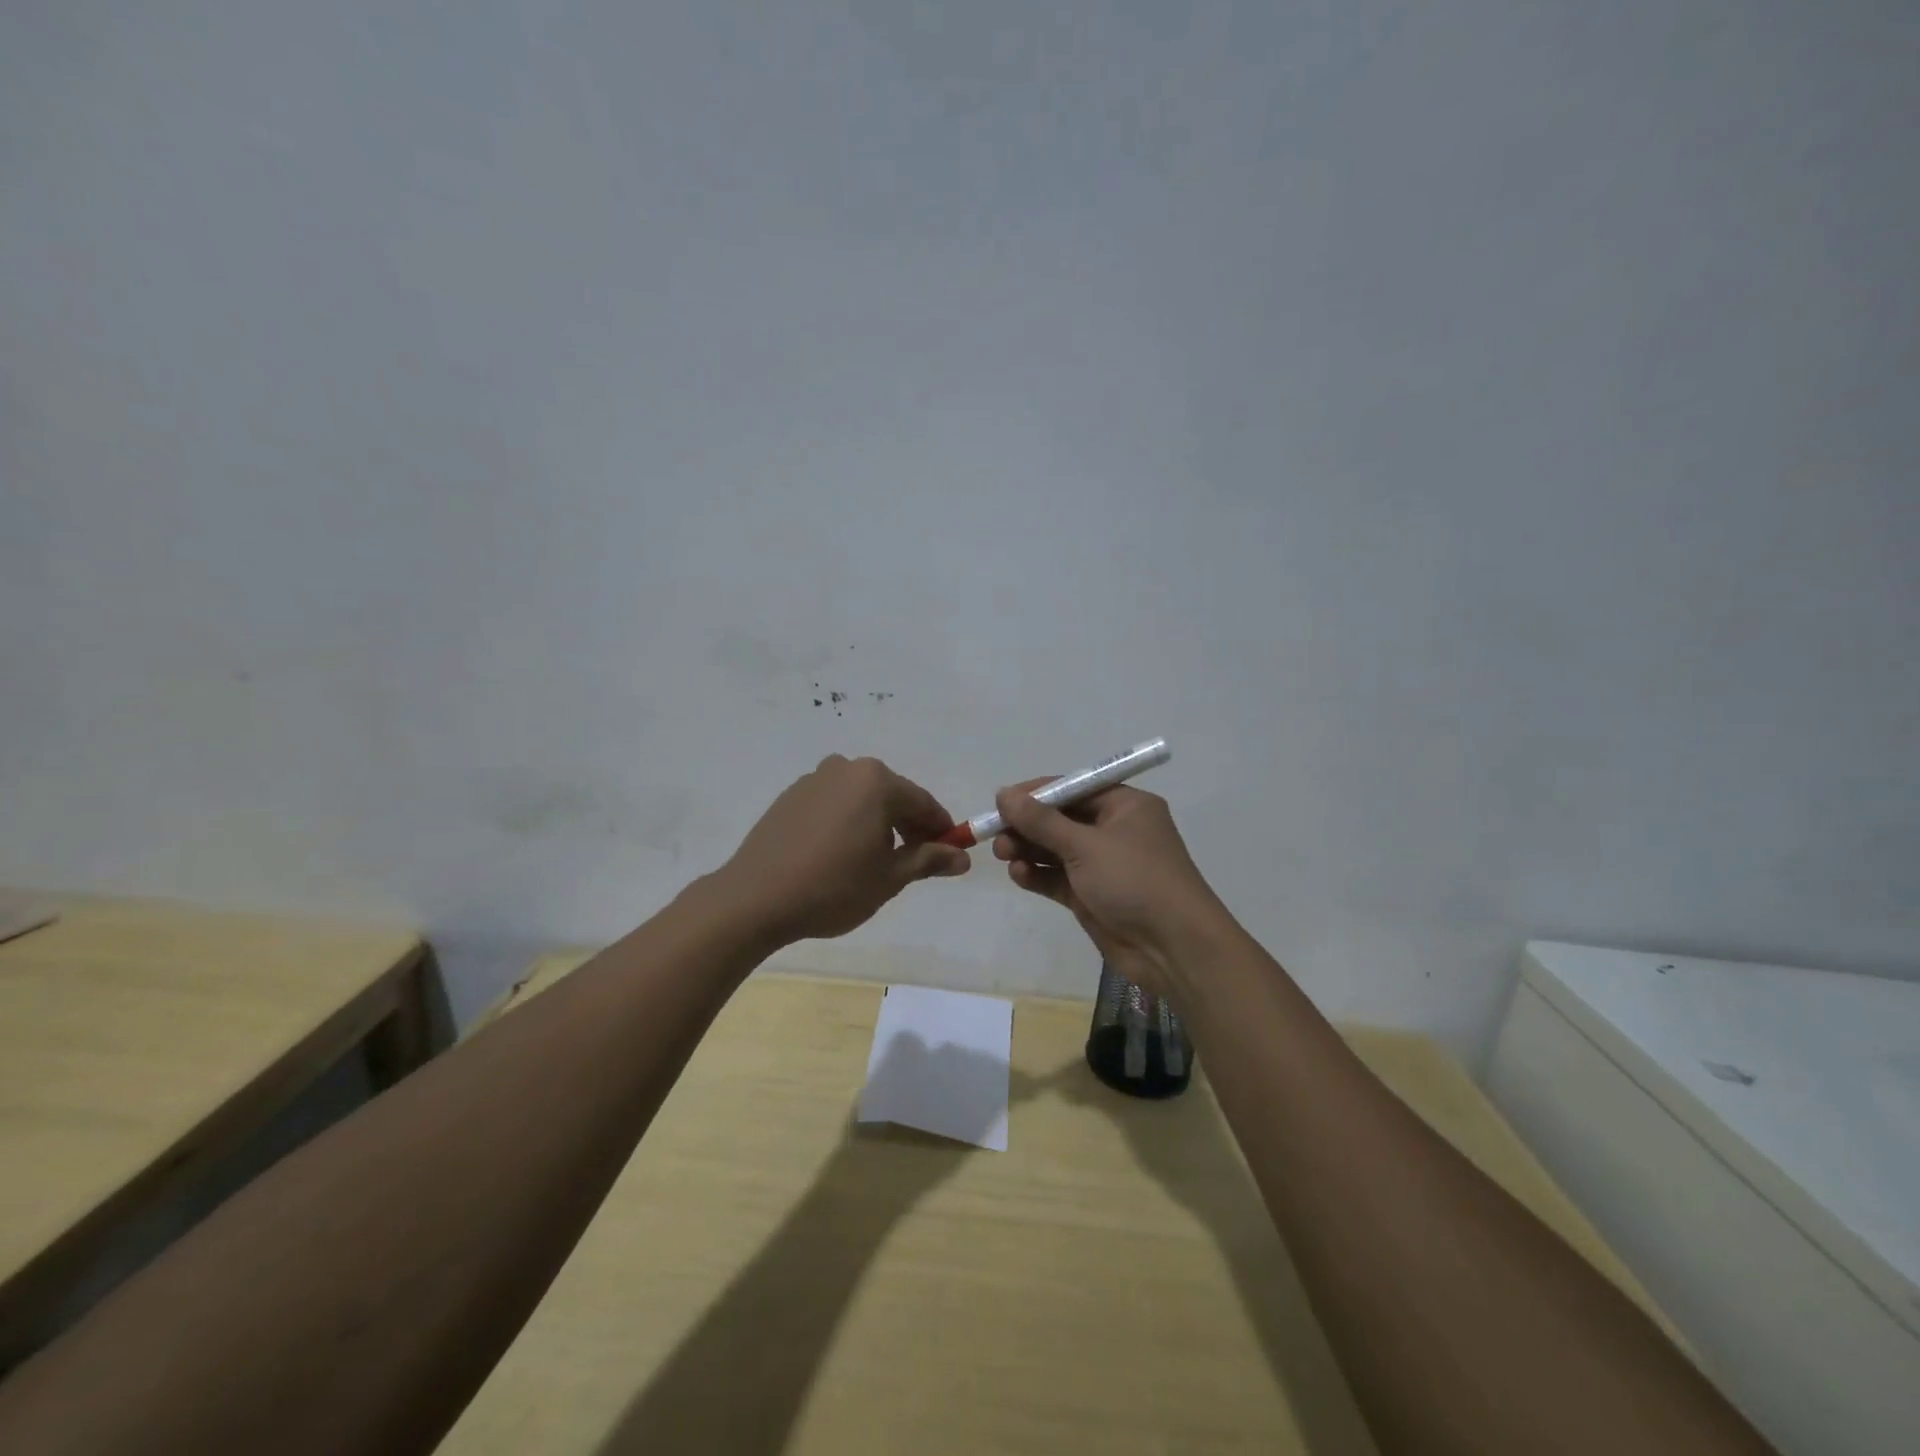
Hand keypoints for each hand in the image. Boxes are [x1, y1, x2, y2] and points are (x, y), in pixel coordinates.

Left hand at [717, 755, 970, 944]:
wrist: (756, 898)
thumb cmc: (834, 886)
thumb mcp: (890, 877)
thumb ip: (929, 860)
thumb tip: (962, 857)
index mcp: (877, 781)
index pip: (923, 803)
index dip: (941, 830)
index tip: (950, 854)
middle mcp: (846, 768)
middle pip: (892, 797)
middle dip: (909, 827)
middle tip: (915, 862)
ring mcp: (814, 780)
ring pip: (861, 800)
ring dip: (877, 825)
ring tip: (874, 863)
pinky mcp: (790, 797)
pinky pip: (833, 805)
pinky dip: (847, 823)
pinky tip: (840, 856)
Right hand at [992, 781, 1227, 998]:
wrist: (1174, 949)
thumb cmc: (1135, 881)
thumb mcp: (1085, 845)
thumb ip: (1041, 821)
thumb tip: (1003, 793)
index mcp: (1124, 806)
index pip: (1073, 788)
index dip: (1036, 794)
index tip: (1000, 802)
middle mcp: (1114, 830)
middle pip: (1061, 819)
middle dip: (1027, 825)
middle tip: (996, 835)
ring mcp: (1103, 865)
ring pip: (1056, 849)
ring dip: (1029, 850)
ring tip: (1004, 856)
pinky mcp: (1093, 896)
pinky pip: (1058, 878)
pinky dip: (1038, 875)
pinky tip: (1019, 876)